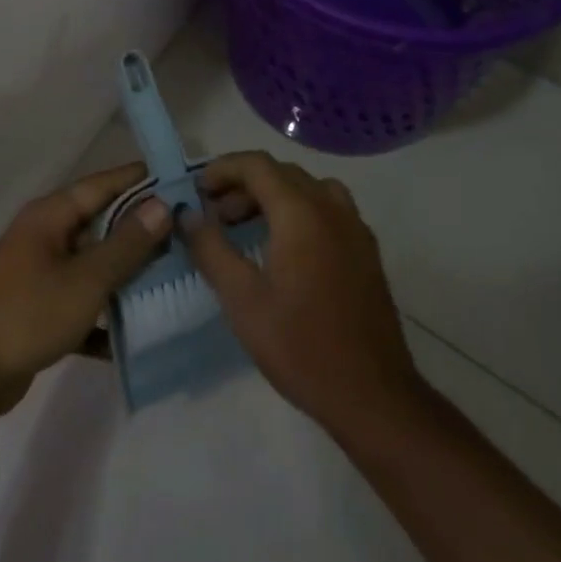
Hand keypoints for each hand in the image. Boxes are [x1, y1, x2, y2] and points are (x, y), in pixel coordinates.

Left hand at [0, 162, 169, 417]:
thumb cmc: (29, 314)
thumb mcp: (86, 279)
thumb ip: (126, 244)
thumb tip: (161, 204)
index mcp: (50, 216)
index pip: (102, 185)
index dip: (140, 180)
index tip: (180, 180)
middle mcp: (44, 235)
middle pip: (99, 223)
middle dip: (140, 230)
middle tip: (187, 234)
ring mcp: (39, 271)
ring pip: (92, 264)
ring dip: (126, 273)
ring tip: (173, 278)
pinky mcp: (38, 307)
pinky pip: (81, 300)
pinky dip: (104, 312)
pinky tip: (137, 332)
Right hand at [185, 151, 420, 432]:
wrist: (373, 396)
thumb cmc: (300, 346)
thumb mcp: (241, 299)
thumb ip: (211, 248)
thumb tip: (188, 214)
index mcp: (301, 213)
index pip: (257, 165)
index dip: (222, 169)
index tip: (197, 190)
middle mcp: (332, 209)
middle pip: (282, 173)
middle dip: (243, 184)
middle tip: (215, 214)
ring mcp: (355, 229)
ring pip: (307, 188)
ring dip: (272, 196)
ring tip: (246, 227)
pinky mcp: (366, 251)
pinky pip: (328, 209)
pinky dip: (298, 210)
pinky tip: (283, 249)